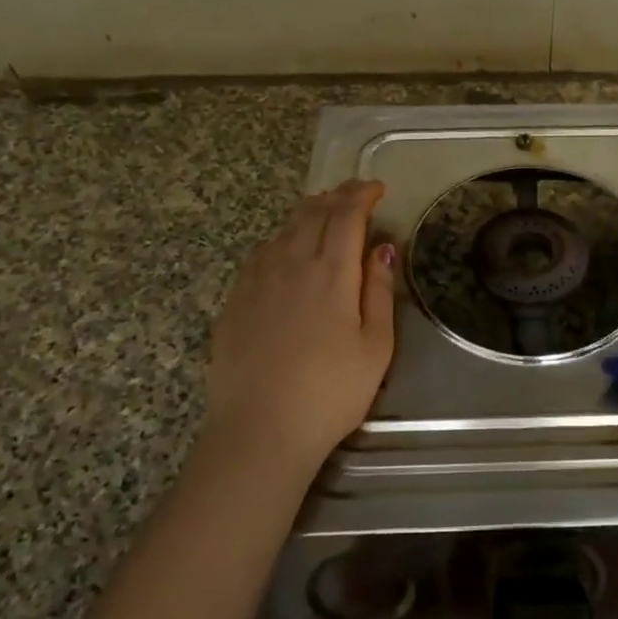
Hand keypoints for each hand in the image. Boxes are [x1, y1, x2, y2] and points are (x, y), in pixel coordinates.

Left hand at [200, 180, 396, 491]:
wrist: (260, 430)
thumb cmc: (331, 392)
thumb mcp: (376, 346)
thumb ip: (378, 291)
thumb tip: (382, 248)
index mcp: (330, 272)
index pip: (346, 215)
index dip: (362, 195)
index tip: (377, 188)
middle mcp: (290, 264)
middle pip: (312, 213)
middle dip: (336, 196)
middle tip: (354, 193)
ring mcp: (256, 281)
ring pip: (283, 229)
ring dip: (308, 213)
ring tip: (324, 212)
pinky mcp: (235, 301)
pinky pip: (260, 253)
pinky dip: (281, 238)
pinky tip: (286, 249)